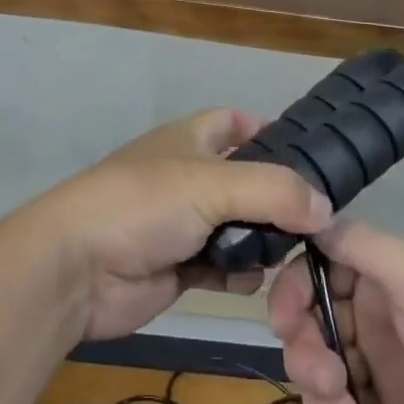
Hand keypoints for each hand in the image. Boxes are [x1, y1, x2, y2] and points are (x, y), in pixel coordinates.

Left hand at [18, 108, 332, 341]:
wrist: (77, 269)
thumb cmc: (143, 205)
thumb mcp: (211, 184)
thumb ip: (273, 191)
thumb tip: (326, 207)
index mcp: (190, 140)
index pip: (234, 122)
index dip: (266, 130)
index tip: (308, 154)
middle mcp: (189, 176)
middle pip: (245, 179)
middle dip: (277, 197)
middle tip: (320, 219)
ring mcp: (183, 223)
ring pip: (238, 226)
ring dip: (263, 240)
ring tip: (297, 254)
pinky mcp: (179, 266)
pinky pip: (222, 267)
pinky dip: (240, 273)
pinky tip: (255, 281)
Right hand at [268, 220, 403, 403]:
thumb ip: (364, 246)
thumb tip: (313, 214)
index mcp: (386, 270)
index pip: (321, 265)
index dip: (294, 288)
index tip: (282, 319)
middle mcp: (379, 308)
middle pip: (314, 318)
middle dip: (306, 348)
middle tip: (325, 381)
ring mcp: (384, 360)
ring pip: (322, 364)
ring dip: (317, 392)